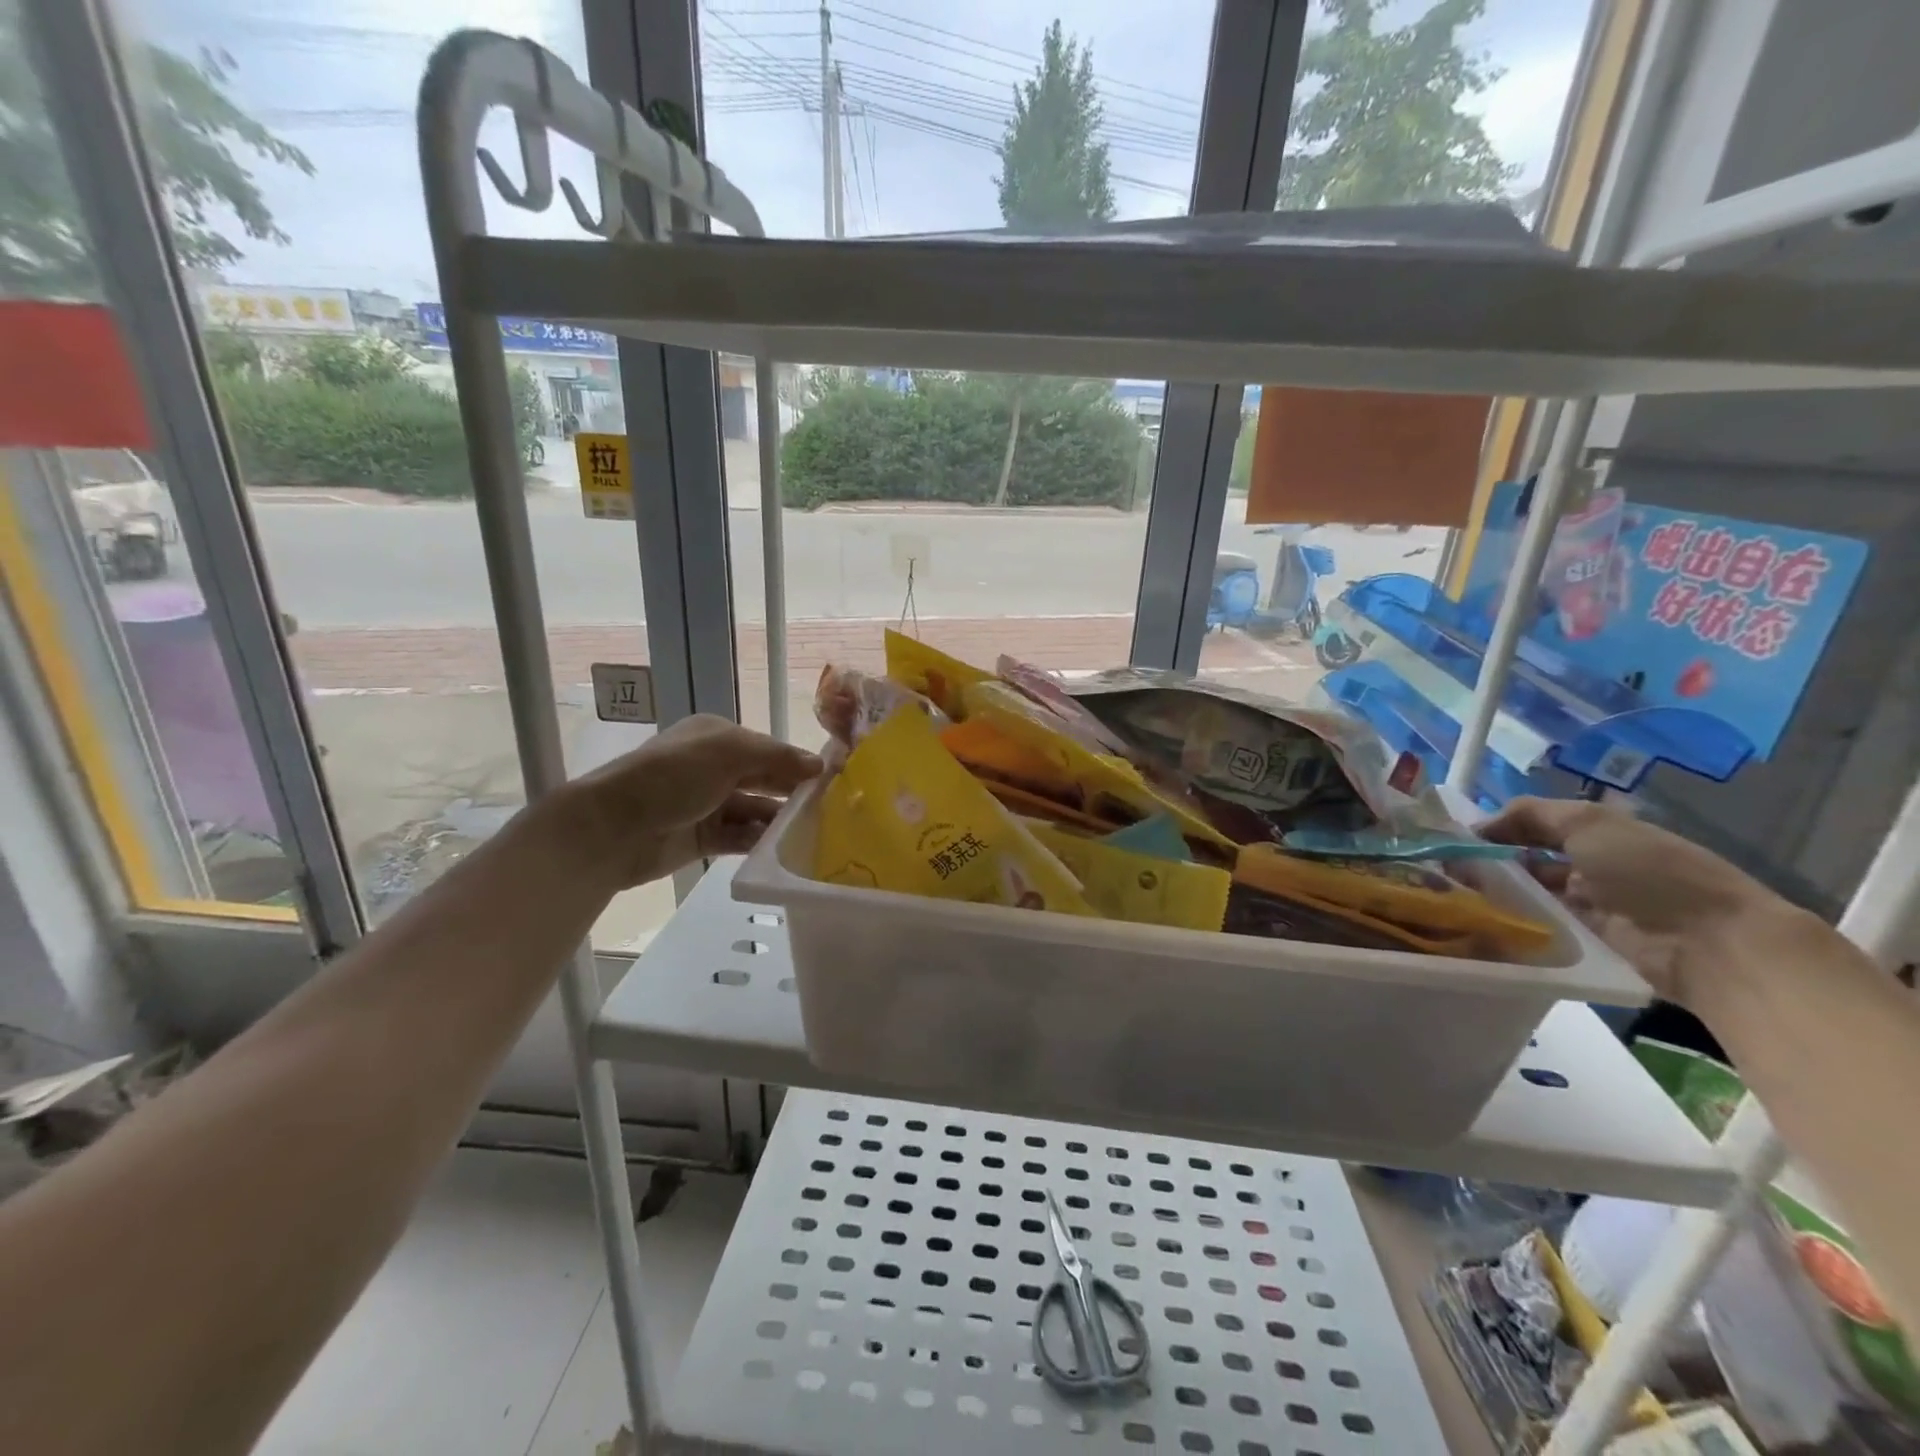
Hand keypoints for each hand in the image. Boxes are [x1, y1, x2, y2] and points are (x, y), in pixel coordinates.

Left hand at [553, 715, 822, 890]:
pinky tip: (782, 849)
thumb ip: (776, 758)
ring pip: (756, 810)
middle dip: (792, 792)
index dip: (798, 762)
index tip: (833, 780)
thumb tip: (819, 765)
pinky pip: (740, 838)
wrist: (612, 827)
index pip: (769, 749)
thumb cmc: (671, 778)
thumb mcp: (727, 753)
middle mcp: (714, 768)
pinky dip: (759, 842)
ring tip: (813, 833)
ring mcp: (707, 804)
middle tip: (831, 809)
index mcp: (717, 737)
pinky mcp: (702, 838)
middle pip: (764, 779)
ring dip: (779, 820)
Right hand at [1480, 796, 1787, 1002]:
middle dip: (1489, 862)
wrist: (1710, 944)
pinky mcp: (1584, 943)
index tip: (1452, 839)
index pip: (1532, 825)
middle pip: (1526, 860)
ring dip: (1497, 893)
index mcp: (1597, 834)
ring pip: (1528, 894)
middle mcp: (1590, 866)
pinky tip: (1478, 920)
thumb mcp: (1589, 823)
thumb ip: (1530, 814)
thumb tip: (1478, 826)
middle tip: (1443, 868)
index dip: (1495, 828)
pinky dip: (1513, 922)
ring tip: (1451, 894)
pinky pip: (1539, 927)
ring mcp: (1588, 907)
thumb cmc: (1650, 871)